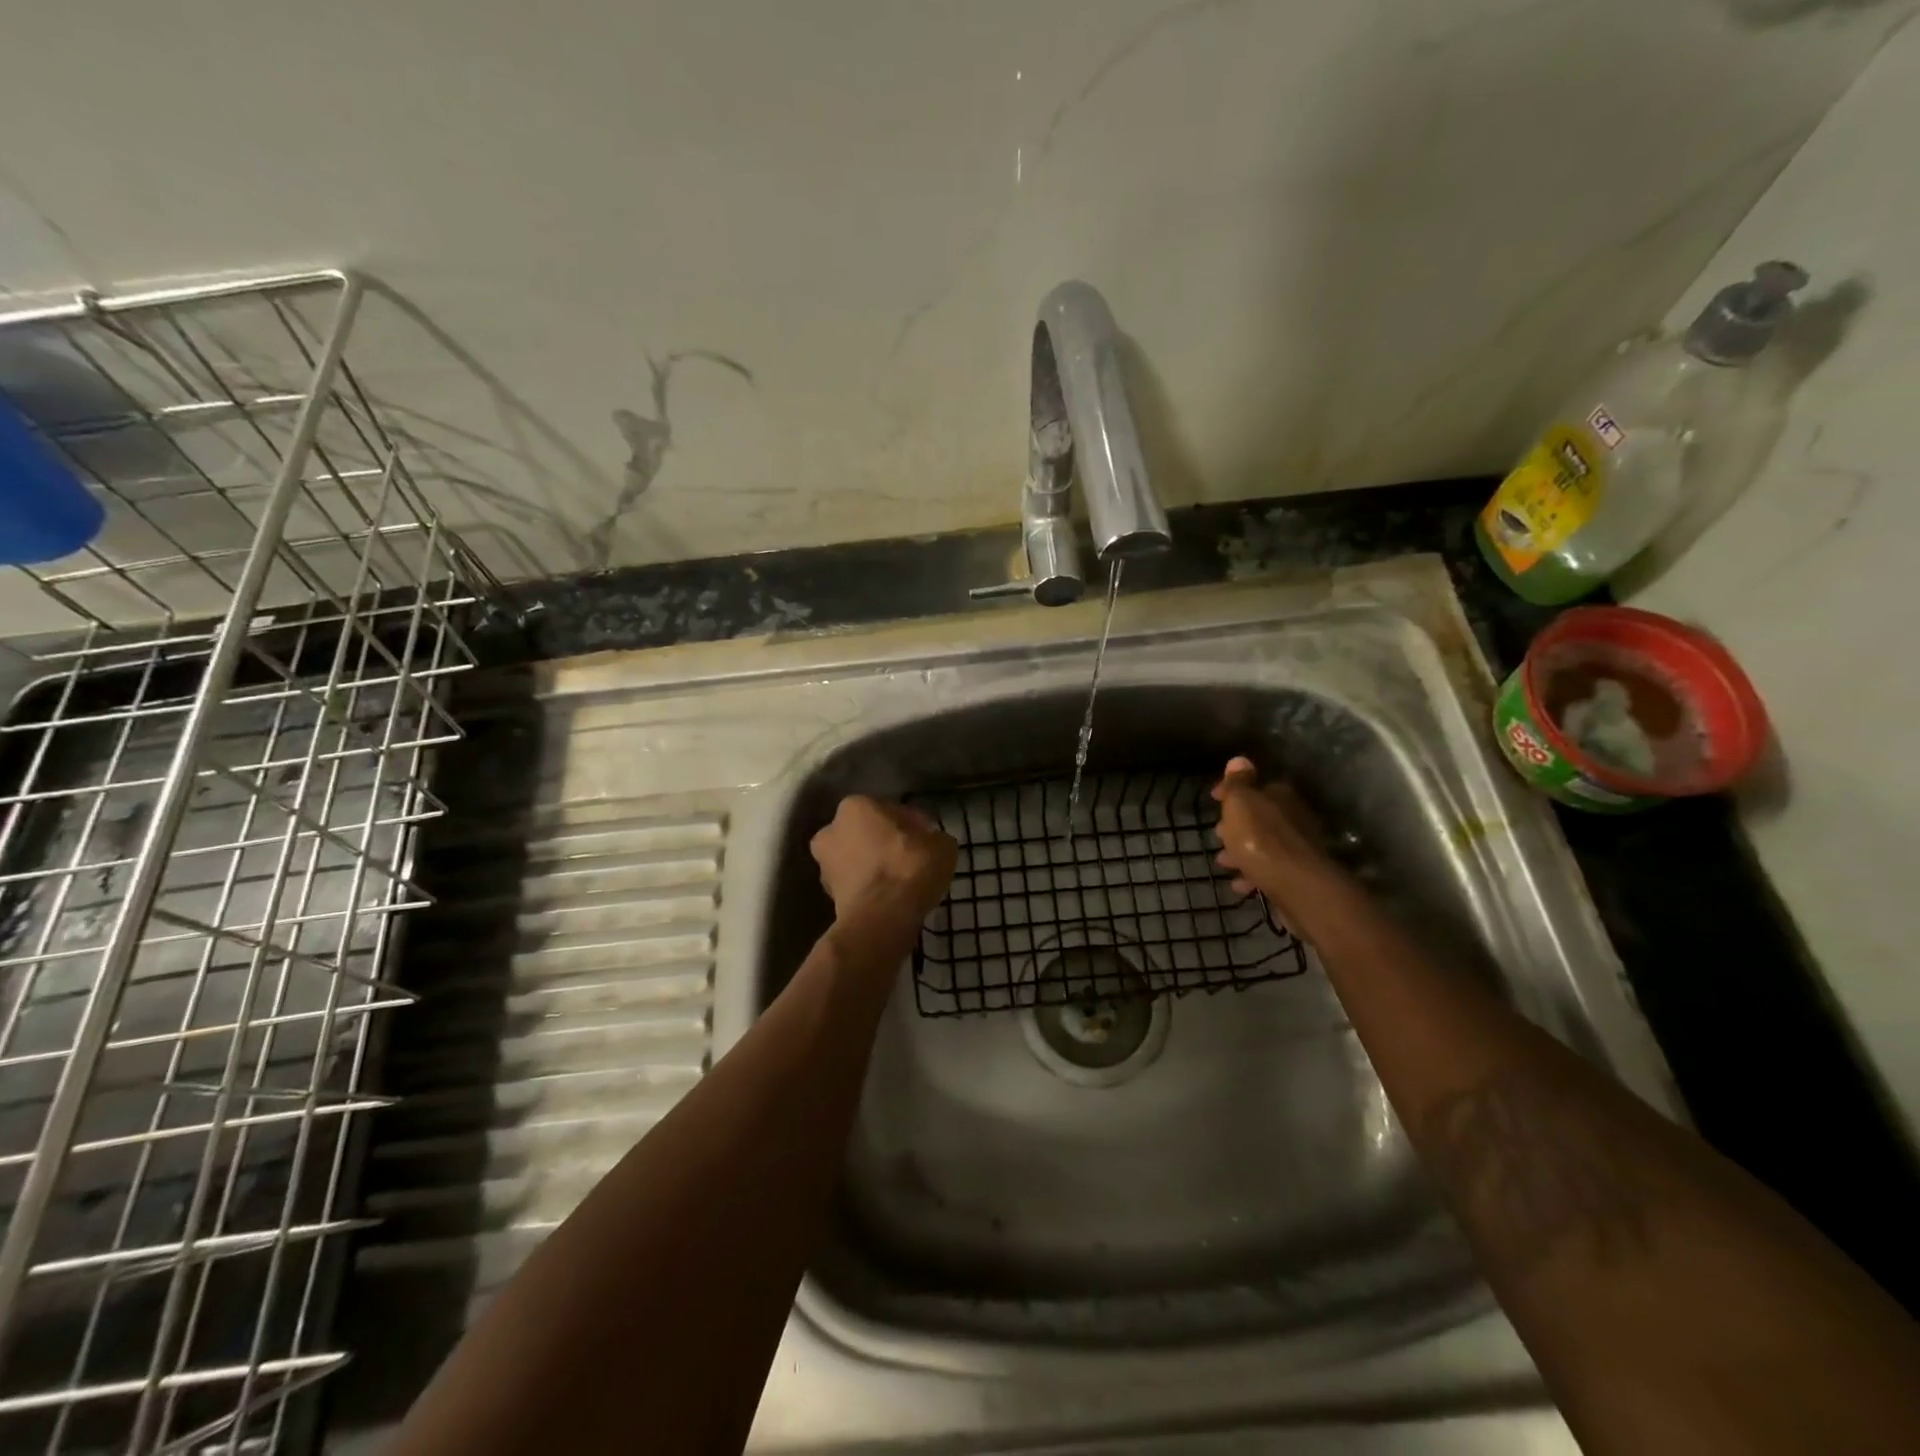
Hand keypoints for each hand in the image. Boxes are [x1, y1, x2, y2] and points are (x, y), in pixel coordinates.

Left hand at [810, 796, 957, 930]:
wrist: (881, 918)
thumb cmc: (909, 868)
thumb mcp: (941, 845)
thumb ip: (933, 838)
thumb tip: (929, 842)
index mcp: (856, 806)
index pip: (890, 810)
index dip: (913, 825)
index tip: (928, 839)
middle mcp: (831, 830)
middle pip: (867, 833)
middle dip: (886, 843)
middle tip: (913, 859)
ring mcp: (824, 865)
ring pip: (858, 860)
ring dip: (875, 866)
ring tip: (902, 881)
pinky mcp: (828, 897)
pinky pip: (856, 885)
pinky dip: (870, 889)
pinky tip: (891, 898)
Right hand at [1211, 757, 1340, 925]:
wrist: (1297, 886)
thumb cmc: (1260, 840)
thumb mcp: (1241, 804)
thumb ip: (1238, 783)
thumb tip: (1239, 760)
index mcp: (1280, 796)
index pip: (1255, 786)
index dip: (1231, 792)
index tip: (1213, 799)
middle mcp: (1294, 817)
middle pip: (1260, 817)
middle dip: (1237, 825)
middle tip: (1217, 834)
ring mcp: (1298, 848)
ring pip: (1263, 845)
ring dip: (1242, 851)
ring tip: (1222, 862)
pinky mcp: (1297, 875)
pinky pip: (1269, 870)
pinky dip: (1253, 873)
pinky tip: (1239, 884)